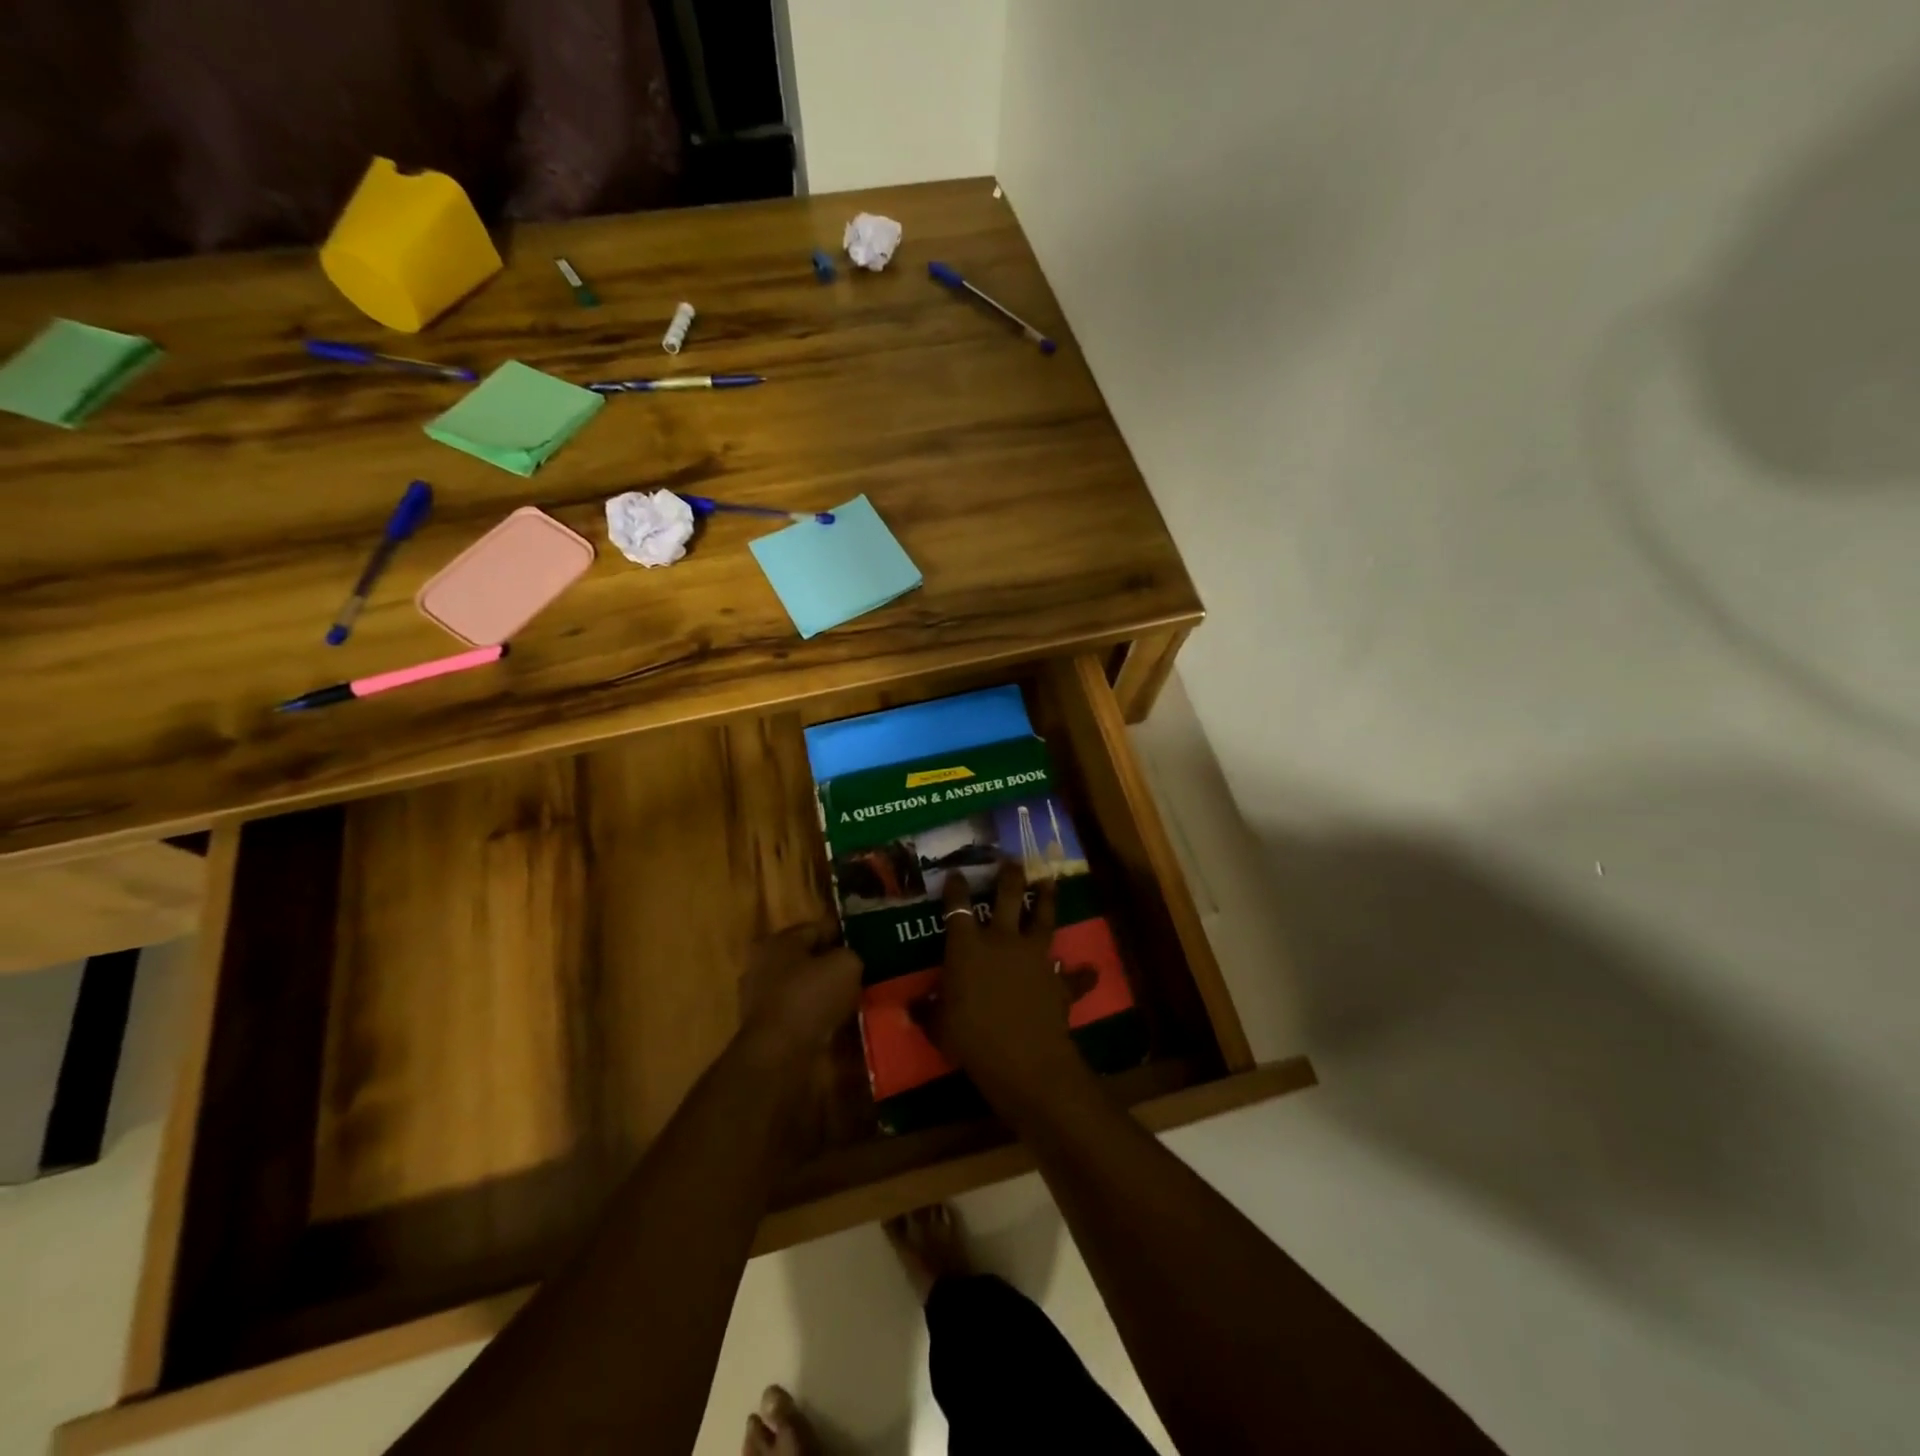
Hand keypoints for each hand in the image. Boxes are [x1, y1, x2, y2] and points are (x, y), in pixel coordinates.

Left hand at [737, 924, 861, 1065]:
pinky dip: (818, 1017)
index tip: (868, 944)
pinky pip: (800, 1014)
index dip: (845, 934)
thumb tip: (853, 960)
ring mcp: (760, 1000)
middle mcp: (763, 965)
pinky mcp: (766, 1029)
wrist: (780, 1056)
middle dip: (834, 966)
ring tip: (856, 1000)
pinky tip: (839, 1023)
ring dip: (827, 994)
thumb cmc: (810, 998)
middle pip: (809, 960)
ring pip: (804, 988)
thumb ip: (852, 954)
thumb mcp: (846, 965)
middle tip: (864, 973)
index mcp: (778, 941)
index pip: (818, 928)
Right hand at [920, 862, 1088, 1106]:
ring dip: (1048, 899)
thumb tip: (913, 1005)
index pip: (957, 907)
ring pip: (1044, 918)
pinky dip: (1081, 974)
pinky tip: (1090, 971)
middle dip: (1009, 876)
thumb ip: (927, 1011)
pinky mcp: (1058, 980)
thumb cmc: (970, 1038)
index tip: (956, 873)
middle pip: (1008, 897)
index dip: (956, 888)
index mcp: (967, 946)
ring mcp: (1035, 957)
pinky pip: (1073, 976)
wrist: (1022, 1058)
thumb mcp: (938, 1026)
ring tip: (1050, 880)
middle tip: (1012, 860)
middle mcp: (1002, 941)